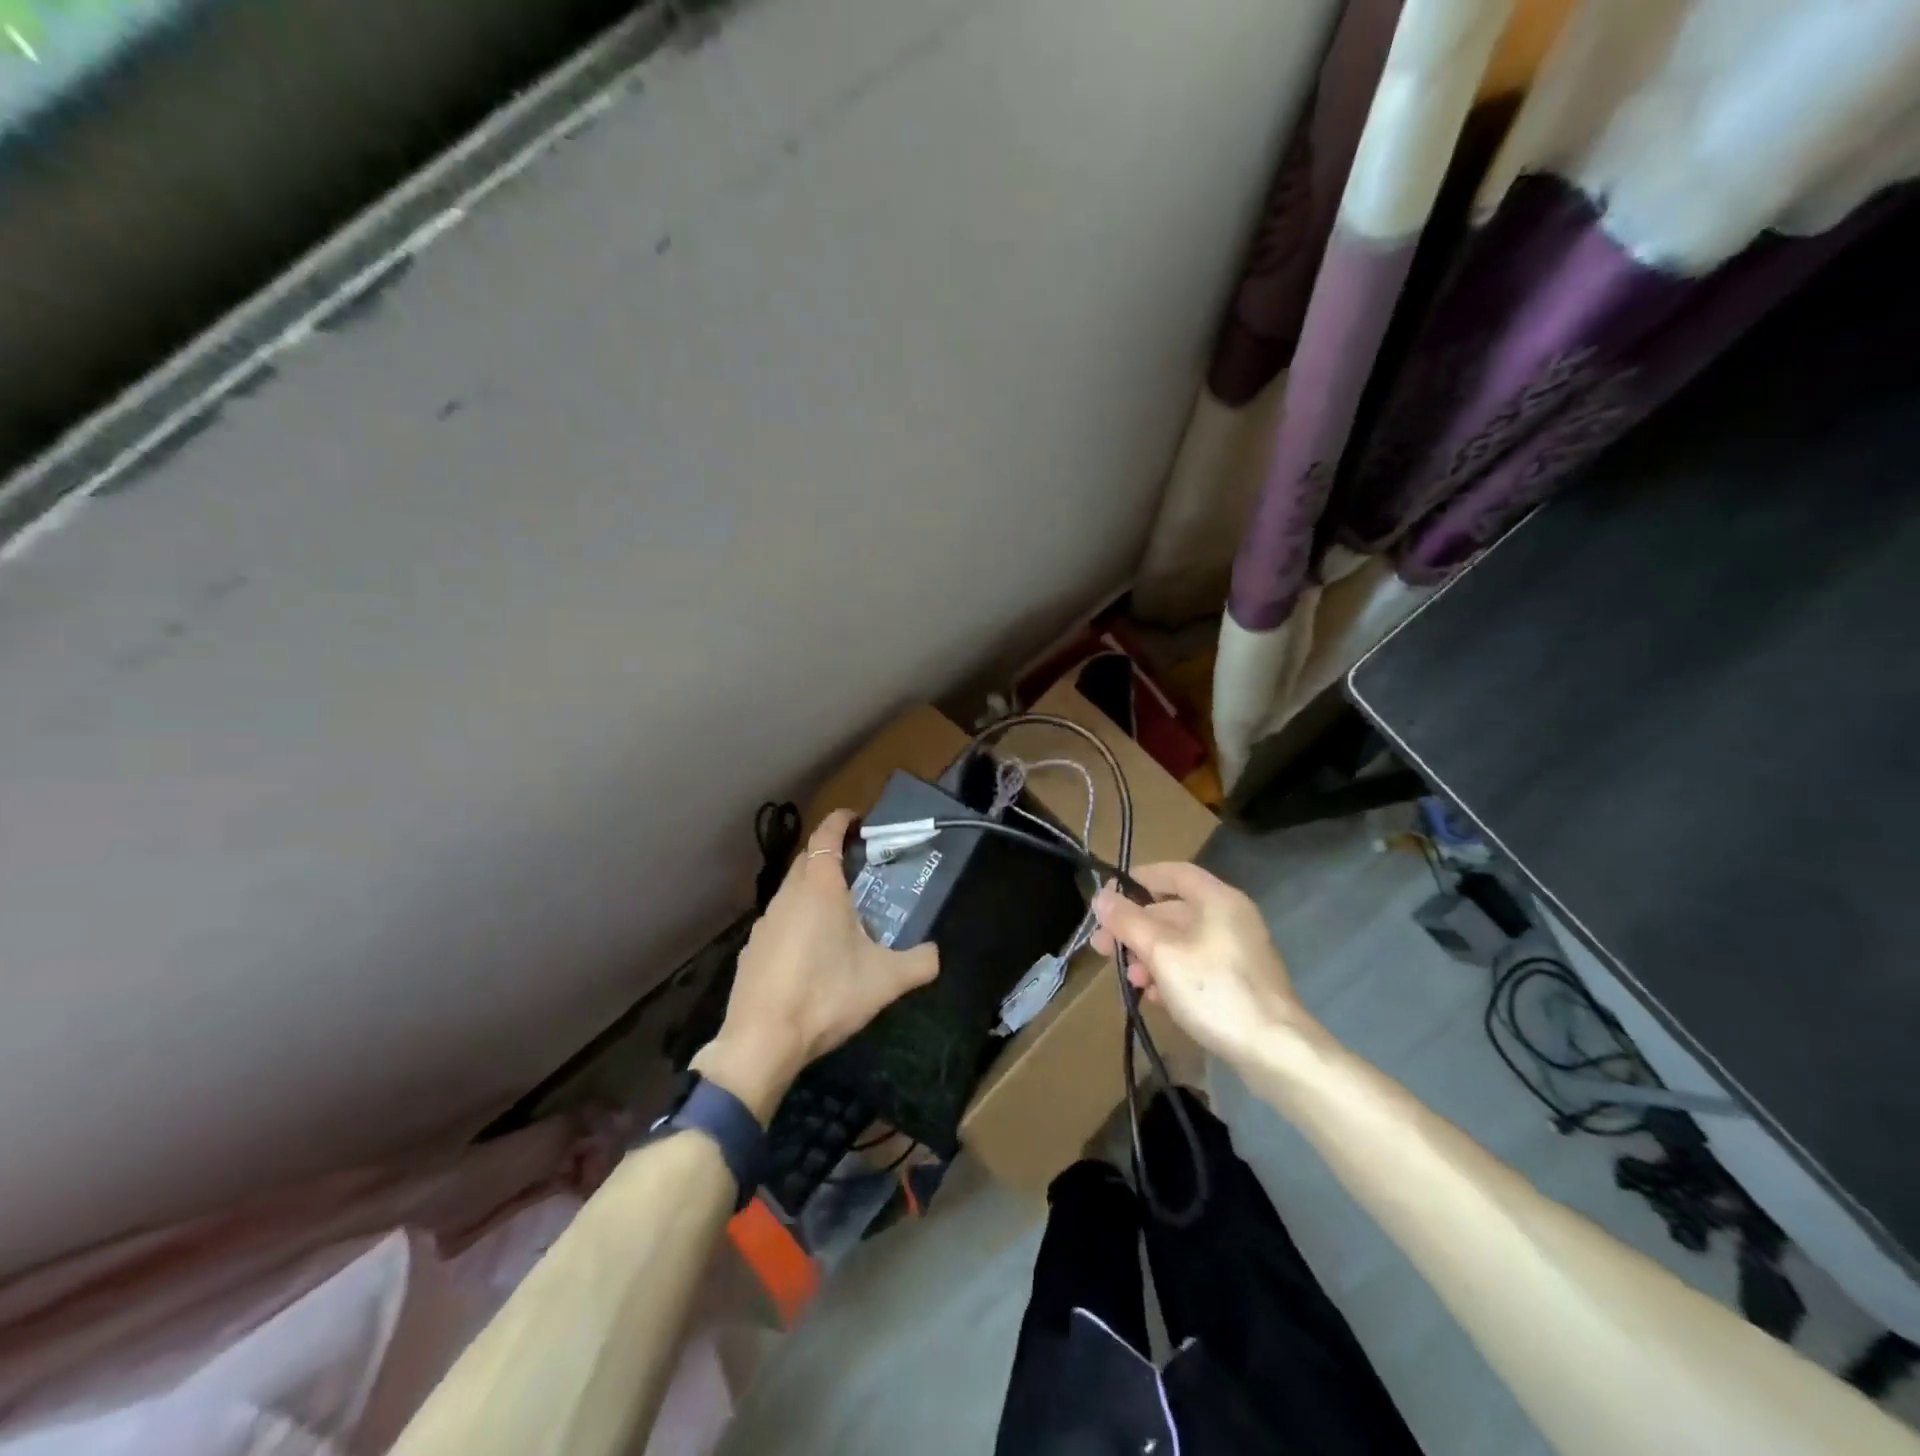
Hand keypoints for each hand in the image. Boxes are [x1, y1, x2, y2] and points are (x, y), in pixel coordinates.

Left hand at [693, 809, 938, 1122]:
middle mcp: (788, 896)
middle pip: (807, 860)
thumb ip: (919, 963)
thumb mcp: (885, 981)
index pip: (825, 836)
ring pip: (791, 891)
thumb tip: (937, 955)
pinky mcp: (752, 950)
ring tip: (839, 912)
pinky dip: (797, 921)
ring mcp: (765, 923)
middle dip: (829, 854)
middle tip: (858, 868)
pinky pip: (780, 921)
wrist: (762, 1041)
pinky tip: (810, 952)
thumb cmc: (826, 996)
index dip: (840, 820)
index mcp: (820, 888)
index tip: (856, 818)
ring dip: (813, 890)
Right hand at [1090, 862, 1309, 1069]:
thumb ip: (1128, 921)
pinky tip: (1156, 998)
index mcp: (1218, 899)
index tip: (1109, 897)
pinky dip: (1172, 975)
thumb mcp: (1161, 952)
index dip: (1139, 879)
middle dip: (1136, 928)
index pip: (1173, 873)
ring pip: (1182, 941)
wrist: (1274, 1051)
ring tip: (1132, 981)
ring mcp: (1238, 951)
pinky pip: (1197, 966)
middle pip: (1173, 910)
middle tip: (1103, 948)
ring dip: (1150, 956)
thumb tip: (1101, 896)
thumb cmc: (1214, 990)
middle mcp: (1231, 917)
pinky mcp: (1240, 982)